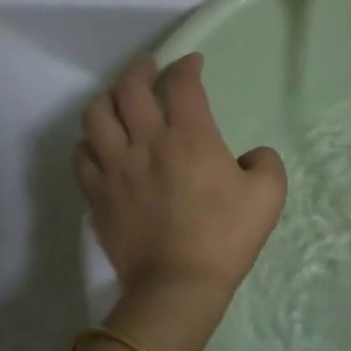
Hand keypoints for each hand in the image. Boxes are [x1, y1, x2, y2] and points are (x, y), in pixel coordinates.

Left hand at [75, 54, 286, 317]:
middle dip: (141, 70)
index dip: (187, 66)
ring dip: (108, 98)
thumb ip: (266, 162)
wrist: (178, 286)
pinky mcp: (96, 194)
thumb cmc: (226, 237)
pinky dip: (89, 140)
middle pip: (130, 88)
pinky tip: (100, 143)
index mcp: (190, 137)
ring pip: (96, 115)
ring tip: (118, 100)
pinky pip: (81, 154)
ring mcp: (116, 167)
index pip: (182, 85)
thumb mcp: (268, 195)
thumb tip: (251, 156)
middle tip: (150, 69)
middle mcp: (147, 142)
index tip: (193, 63)